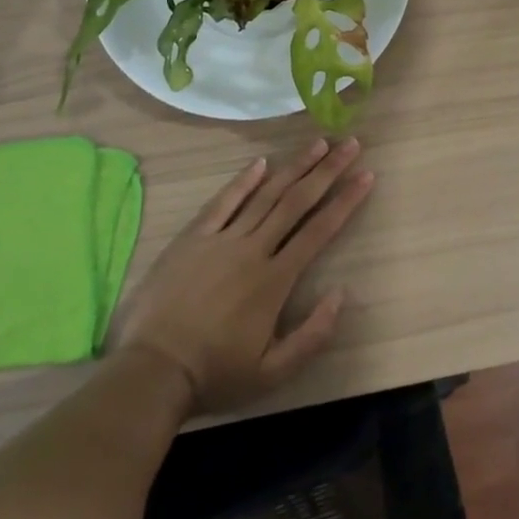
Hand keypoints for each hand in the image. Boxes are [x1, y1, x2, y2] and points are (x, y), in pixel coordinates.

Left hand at [113, 139, 372, 413]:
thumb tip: (341, 293)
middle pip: (296, 201)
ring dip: (294, 167)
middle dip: (327, 170)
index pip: (319, 230)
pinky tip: (262, 163)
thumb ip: (312, 335)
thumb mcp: (273, 373)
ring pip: (265, 194)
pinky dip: (244, 180)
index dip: (345, 201)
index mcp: (275, 280)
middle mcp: (253, 249)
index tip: (366, 175)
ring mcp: (221, 240)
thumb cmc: (215, 375)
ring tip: (317, 143)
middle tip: (349, 144)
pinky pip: (223, 202)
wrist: (151, 372)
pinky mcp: (192, 238)